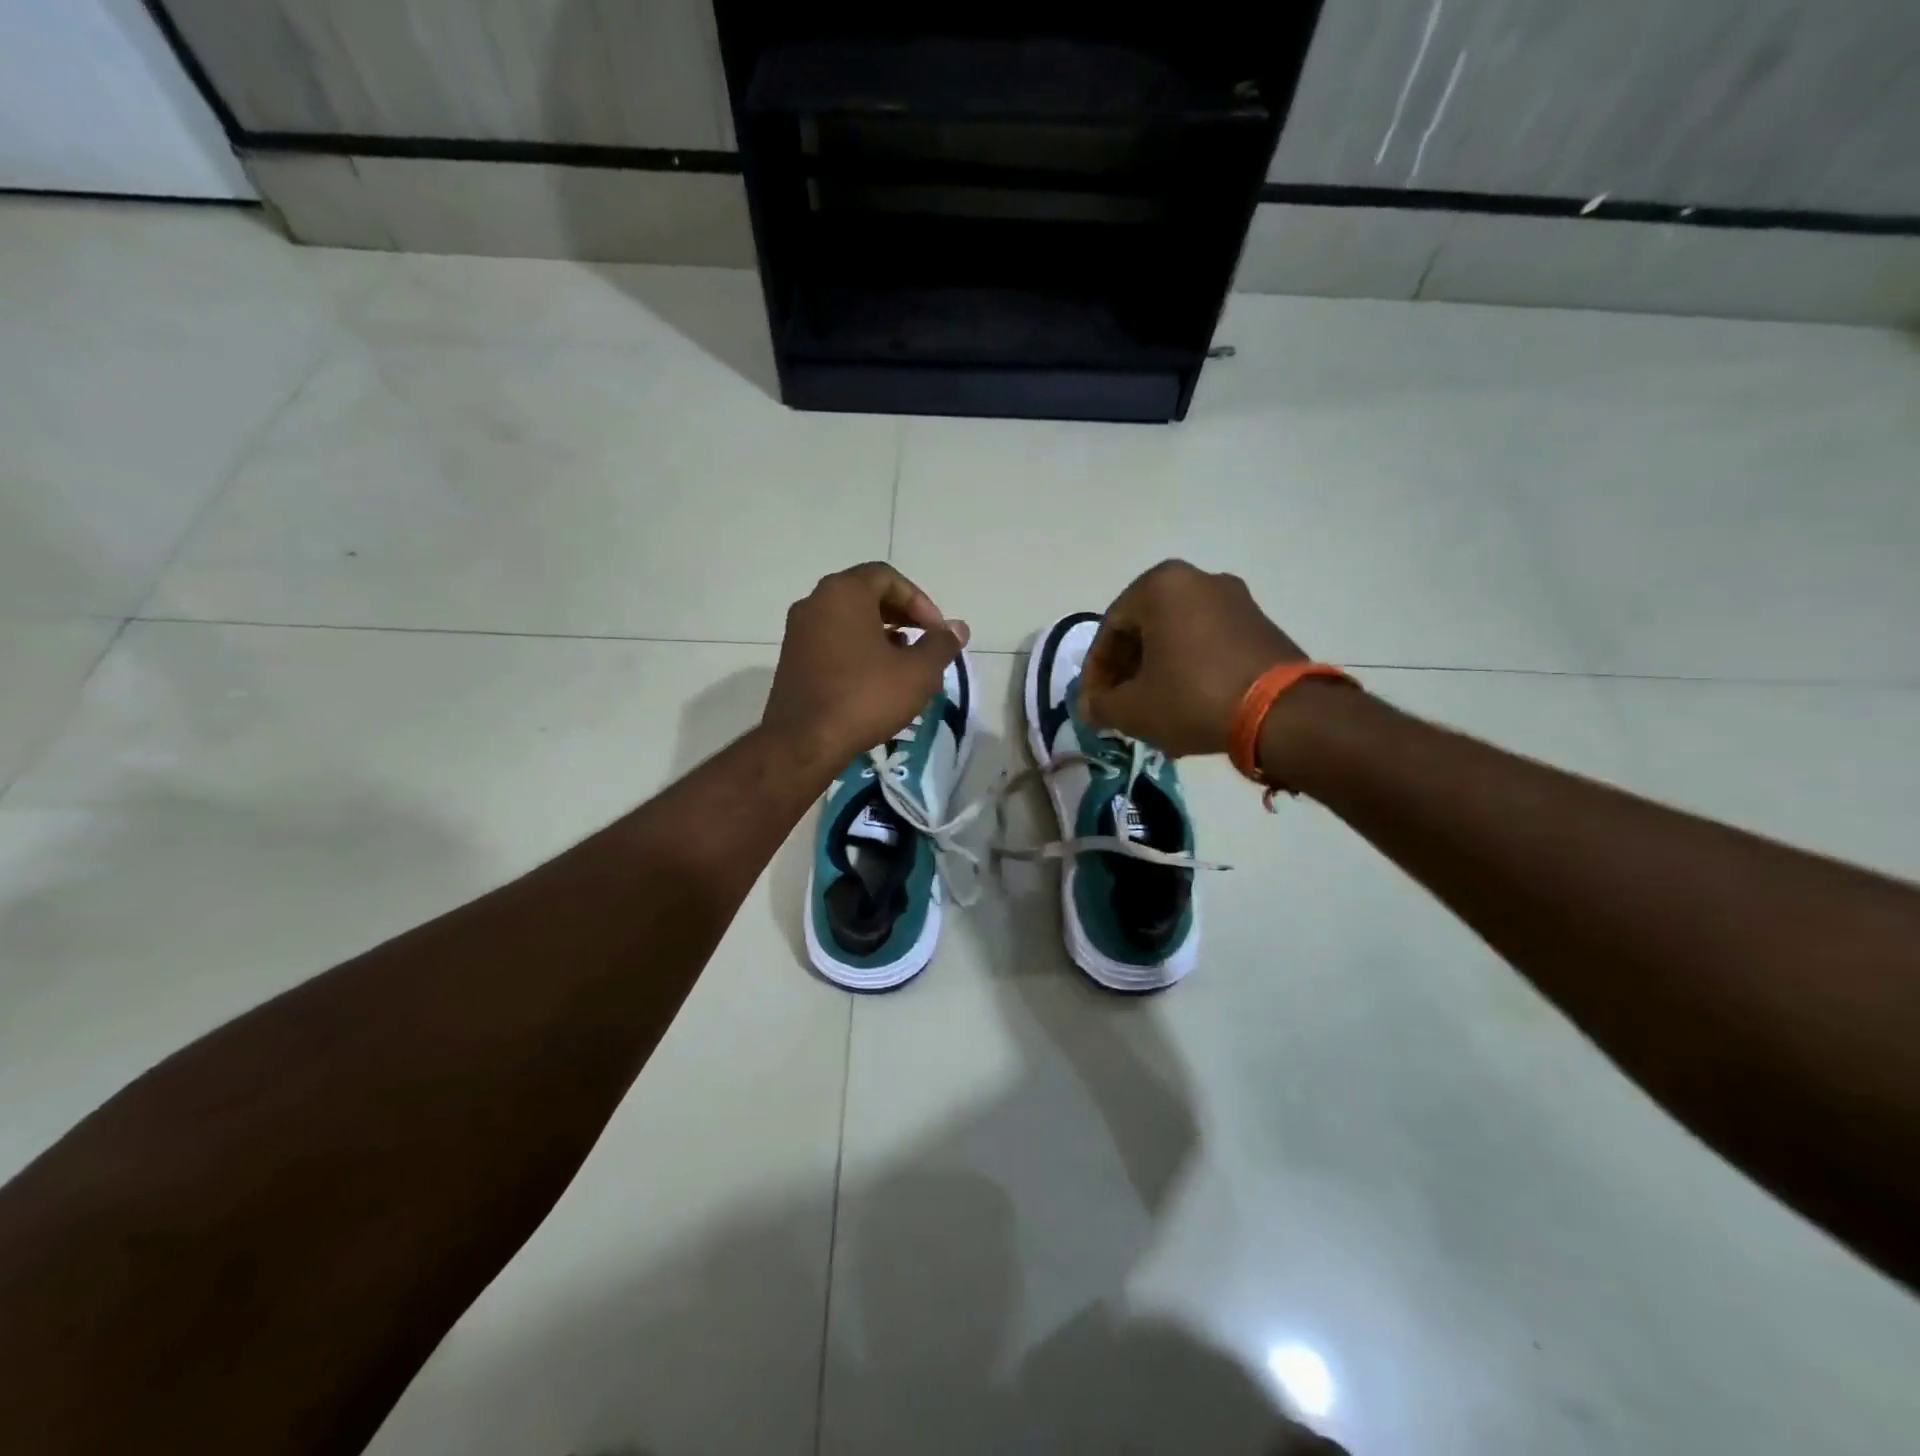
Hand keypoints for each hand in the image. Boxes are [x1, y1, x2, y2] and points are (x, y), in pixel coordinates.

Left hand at [764, 563, 969, 773]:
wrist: (804, 741)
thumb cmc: (865, 698)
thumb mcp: (917, 673)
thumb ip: (941, 645)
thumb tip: (958, 628)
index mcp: (844, 592)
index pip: (888, 577)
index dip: (919, 601)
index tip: (936, 631)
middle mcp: (816, 602)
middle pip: (866, 594)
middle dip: (901, 614)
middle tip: (924, 641)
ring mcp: (799, 630)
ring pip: (848, 618)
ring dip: (881, 632)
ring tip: (905, 661)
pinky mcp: (792, 658)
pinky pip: (832, 639)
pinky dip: (857, 648)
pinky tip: (876, 678)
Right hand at [1079, 560, 1305, 756]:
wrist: (1281, 712)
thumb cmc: (1192, 697)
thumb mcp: (1133, 708)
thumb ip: (1100, 705)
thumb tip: (1088, 707)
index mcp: (1160, 585)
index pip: (1110, 629)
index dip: (1096, 672)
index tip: (1094, 704)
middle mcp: (1198, 579)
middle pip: (1144, 628)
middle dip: (1127, 670)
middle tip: (1120, 705)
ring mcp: (1235, 598)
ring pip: (1176, 636)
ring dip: (1157, 671)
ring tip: (1152, 709)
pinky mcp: (1260, 623)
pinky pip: (1207, 642)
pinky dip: (1189, 668)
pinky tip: (1186, 703)